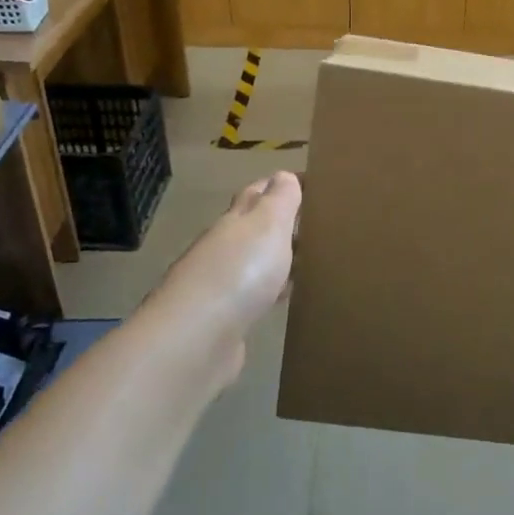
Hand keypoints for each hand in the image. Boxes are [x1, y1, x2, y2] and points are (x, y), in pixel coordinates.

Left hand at [155, 171, 300, 389]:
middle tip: (317, 224)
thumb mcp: (268, 224)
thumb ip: (279, 199)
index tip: (310, 184)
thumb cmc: (239, 272)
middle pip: (252, 228)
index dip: (279, 186)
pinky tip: (284, 298)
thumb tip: (284, 175)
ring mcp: (219, 285)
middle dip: (280, 223)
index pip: (257, 193)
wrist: (196, 339)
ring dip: (276, 259)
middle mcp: (222, 248)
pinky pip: (253, 296)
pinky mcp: (223, 320)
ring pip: (254, 262)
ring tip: (310, 261)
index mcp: (234, 222)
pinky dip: (270, 291)